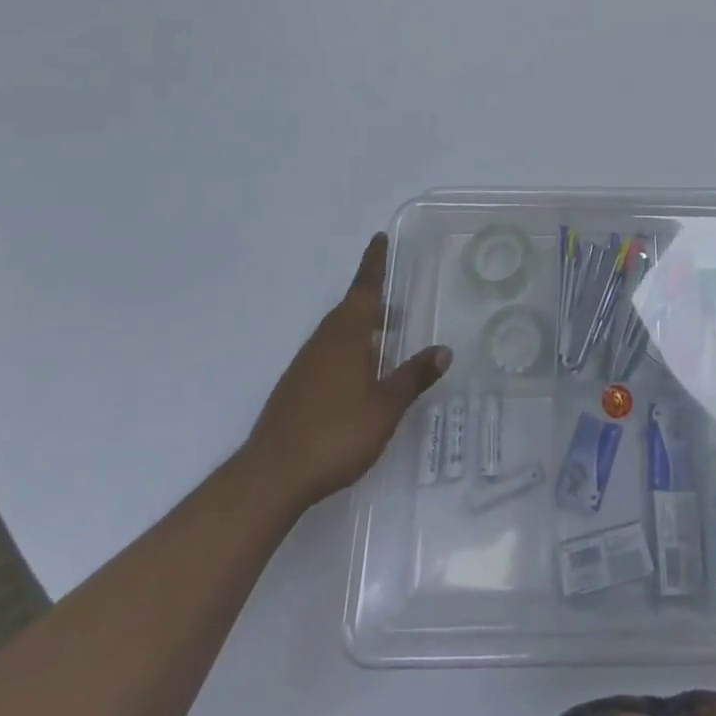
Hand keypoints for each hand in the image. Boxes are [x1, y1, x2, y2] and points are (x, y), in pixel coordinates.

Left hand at [243, 234, 451, 510]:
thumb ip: (414, 376)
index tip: (379, 238)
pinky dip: (348, 351)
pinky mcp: (295, 389)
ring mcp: (305, 365)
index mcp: (346, 334)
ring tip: (385, 337)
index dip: (374, 263)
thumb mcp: (386, 406)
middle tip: (396, 297)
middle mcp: (323, 341)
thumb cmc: (336, 433)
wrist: (271, 476)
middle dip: (372, 299)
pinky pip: (327, 355)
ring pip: (338, 333)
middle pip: (350, 308)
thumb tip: (444, 349)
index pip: (365, 288)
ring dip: (361, 328)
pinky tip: (360, 376)